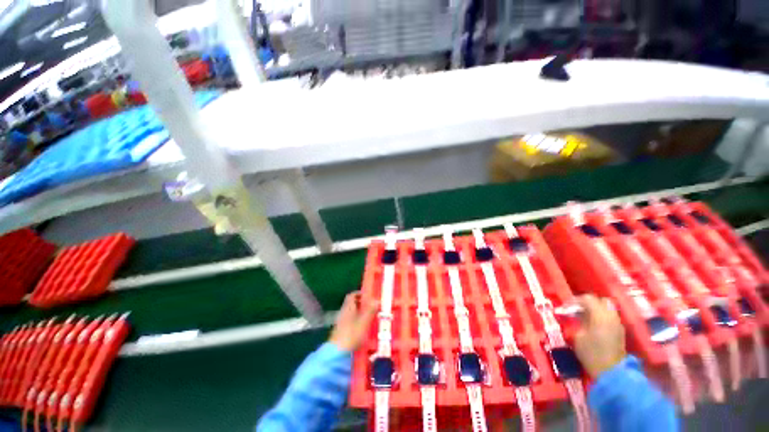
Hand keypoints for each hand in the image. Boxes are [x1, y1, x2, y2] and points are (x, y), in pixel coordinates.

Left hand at [329, 291, 377, 352]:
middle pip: (352, 303)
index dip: (359, 293)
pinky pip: (350, 321)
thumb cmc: (352, 334)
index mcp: (348, 307)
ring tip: (370, 316)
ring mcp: (341, 322)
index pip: (352, 295)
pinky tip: (363, 327)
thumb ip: (370, 310)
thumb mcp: (364, 321)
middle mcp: (343, 312)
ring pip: (351, 312)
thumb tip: (377, 300)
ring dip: (360, 312)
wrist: (337, 353)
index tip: (368, 296)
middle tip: (372, 306)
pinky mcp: (341, 331)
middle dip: (361, 303)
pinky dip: (357, 320)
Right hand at [574, 294, 626, 377]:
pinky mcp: (620, 332)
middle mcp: (611, 316)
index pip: (588, 298)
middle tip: (577, 309)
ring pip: (607, 308)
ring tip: (584, 317)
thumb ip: (578, 321)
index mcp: (600, 315)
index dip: (575, 300)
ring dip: (596, 309)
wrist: (611, 373)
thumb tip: (576, 314)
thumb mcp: (578, 336)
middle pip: (601, 300)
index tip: (566, 306)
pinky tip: (593, 325)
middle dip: (588, 302)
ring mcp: (618, 324)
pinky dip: (601, 317)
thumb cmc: (591, 353)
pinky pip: (610, 317)